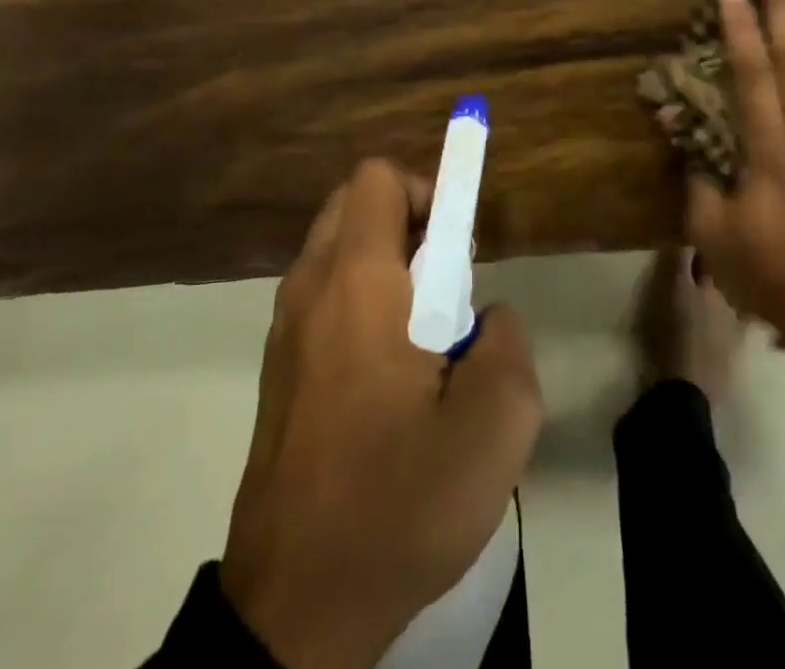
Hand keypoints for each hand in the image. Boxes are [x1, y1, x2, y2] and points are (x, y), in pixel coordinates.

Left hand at [221, 159, 541, 668]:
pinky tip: (387, 376)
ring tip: (423, 335)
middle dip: (407, 221)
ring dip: (383, 262)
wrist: (294, 605)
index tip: (458, 245)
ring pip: (335, 248)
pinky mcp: (277, 366)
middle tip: (445, 286)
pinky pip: (322, 295)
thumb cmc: (396, 502)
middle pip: (353, 203)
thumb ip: (508, 346)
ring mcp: (284, 327)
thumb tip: (487, 318)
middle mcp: (310, 287)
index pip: (377, 178)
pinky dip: (358, 299)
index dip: (427, 189)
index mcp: (356, 282)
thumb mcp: (494, 430)